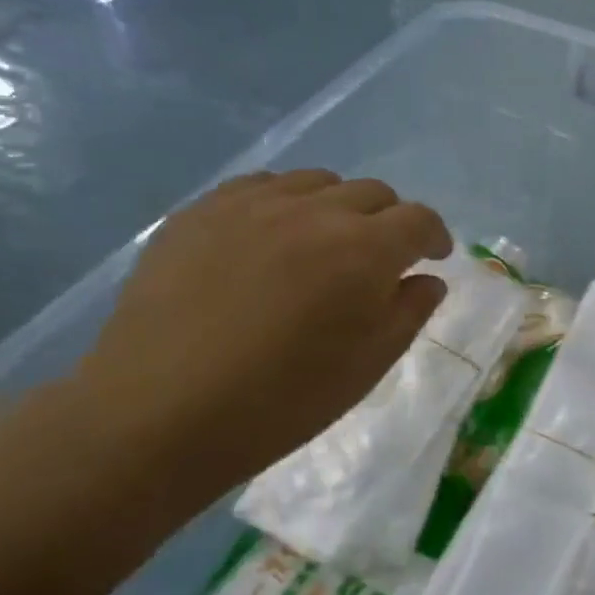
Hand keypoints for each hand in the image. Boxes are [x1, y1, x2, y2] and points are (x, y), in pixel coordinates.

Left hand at [75, 171, 450, 503]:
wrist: (161, 412)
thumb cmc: (282, 400)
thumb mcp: (368, 365)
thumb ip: (409, 311)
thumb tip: (426, 279)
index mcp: (365, 250)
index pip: (419, 219)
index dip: (434, 235)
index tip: (433, 256)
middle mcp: (314, 211)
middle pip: (372, 193)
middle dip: (388, 221)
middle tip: (378, 259)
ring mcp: (252, 204)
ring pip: (316, 182)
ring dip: (336, 208)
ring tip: (322, 245)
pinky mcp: (201, 210)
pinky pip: (260, 187)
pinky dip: (283, 205)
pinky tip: (269, 241)